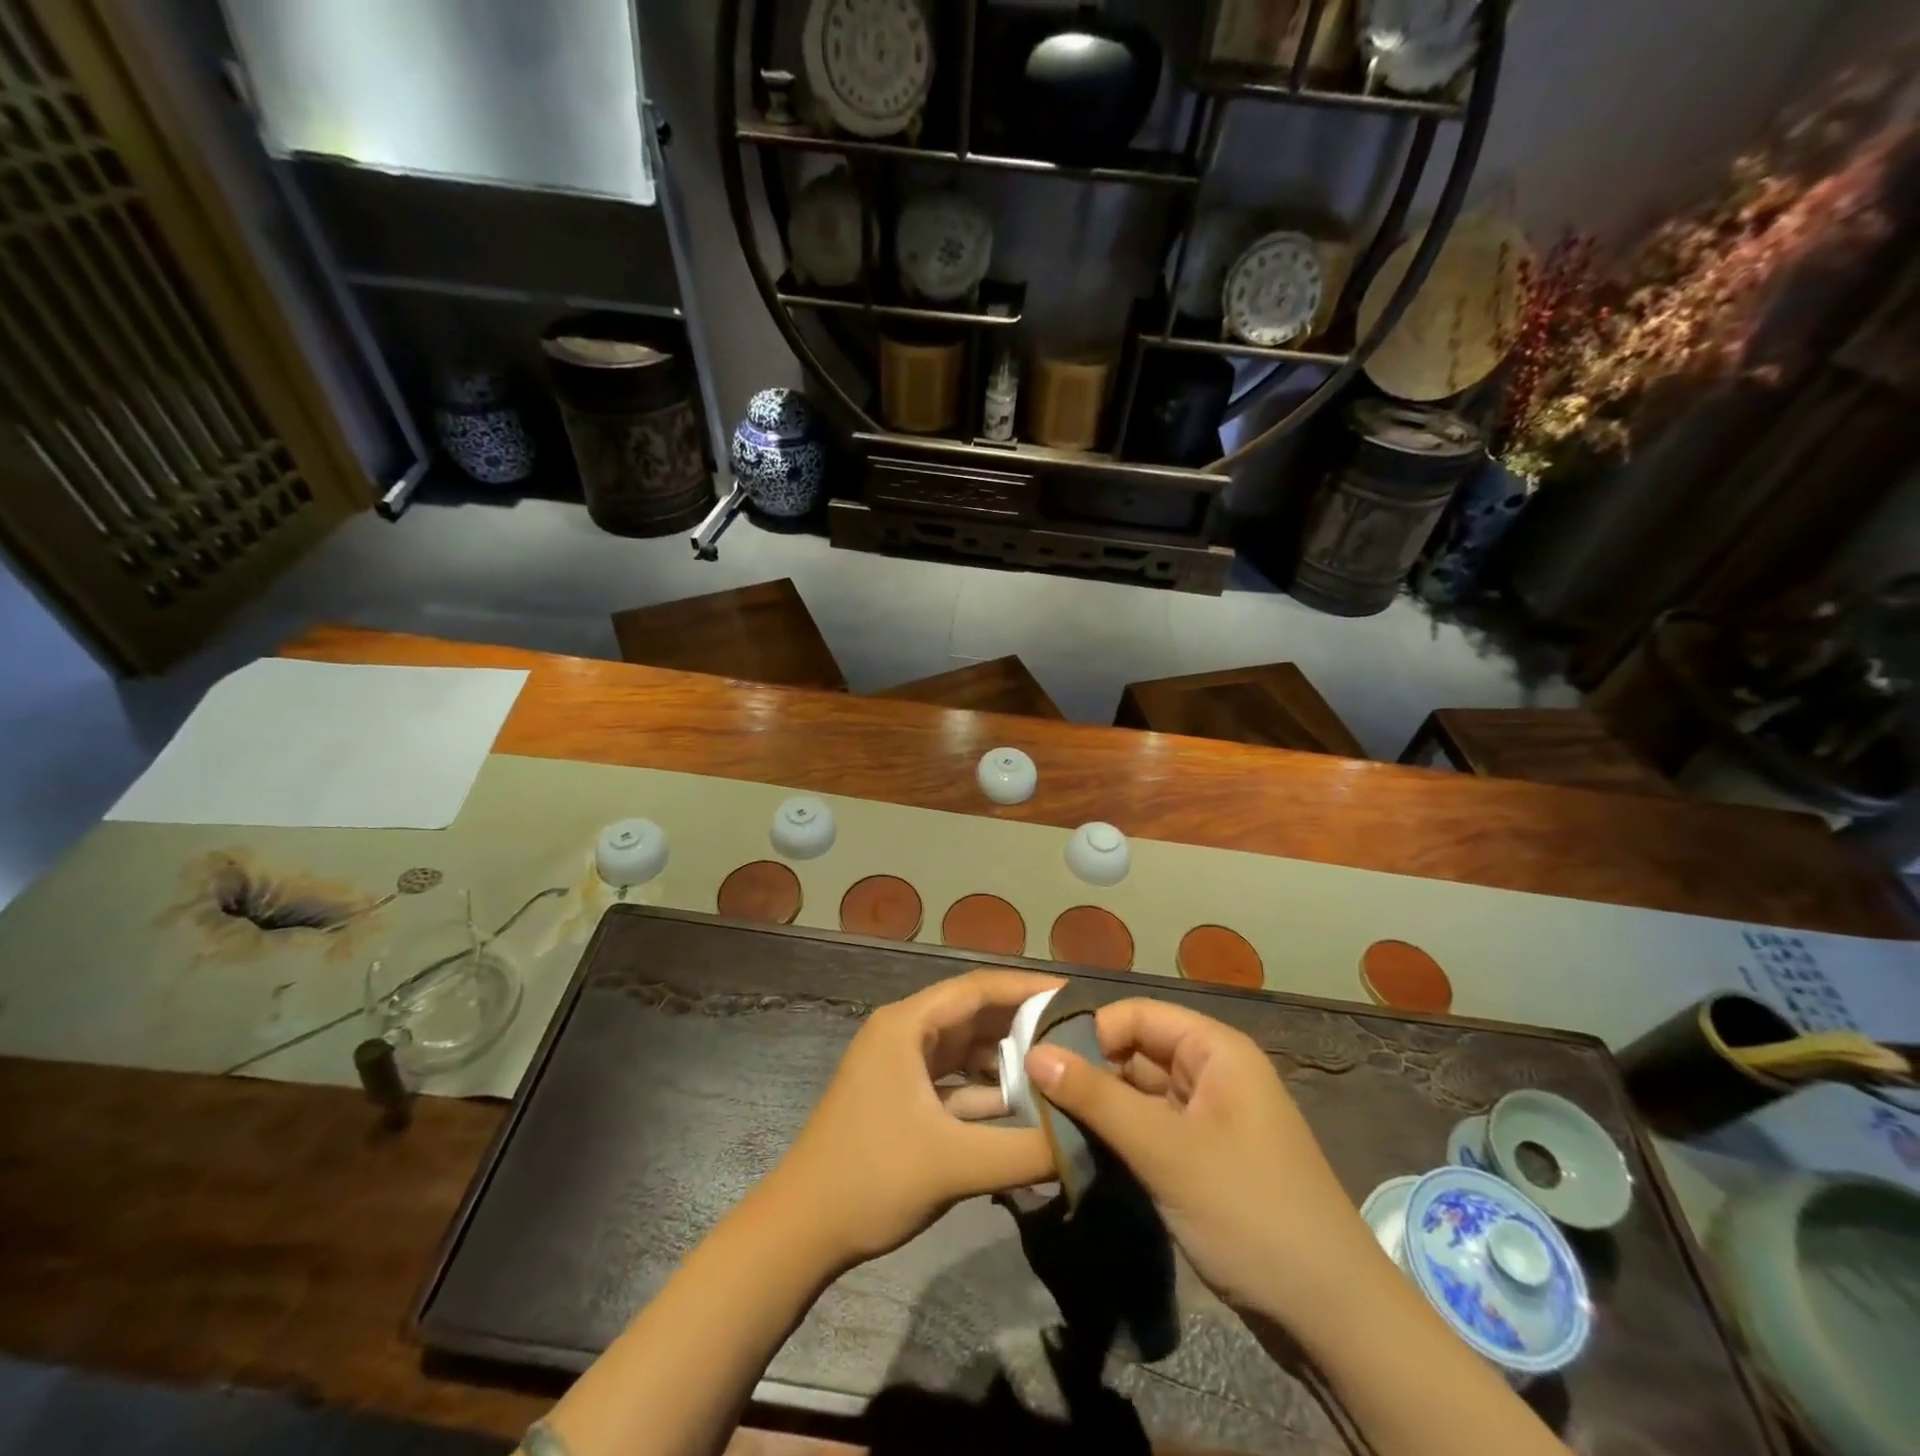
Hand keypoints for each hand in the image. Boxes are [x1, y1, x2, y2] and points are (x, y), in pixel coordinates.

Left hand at [762, 969, 1060, 1270]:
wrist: (799, 1232)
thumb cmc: (871, 1179)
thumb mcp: (955, 1164)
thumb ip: (1025, 1151)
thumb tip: (1088, 1140)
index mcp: (906, 1025)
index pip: (977, 988)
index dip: (1027, 988)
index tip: (1074, 997)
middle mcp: (903, 1033)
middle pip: (973, 1014)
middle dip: (1022, 1024)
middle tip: (1077, 1035)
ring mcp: (899, 1066)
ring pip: (964, 1048)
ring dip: (1006, 1059)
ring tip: (1059, 1068)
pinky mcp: (901, 1097)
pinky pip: (953, 1079)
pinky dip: (985, 1089)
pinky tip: (1023, 1107)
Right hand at [1025, 998, 1384, 1326]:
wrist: (1333, 1318)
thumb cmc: (1249, 1211)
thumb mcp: (1165, 1151)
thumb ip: (1097, 1099)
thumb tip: (1033, 1052)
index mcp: (1216, 1050)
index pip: (1138, 1014)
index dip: (1091, 1031)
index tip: (1042, 1062)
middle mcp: (1213, 1073)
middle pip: (1137, 1051)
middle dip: (1090, 1071)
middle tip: (1035, 1097)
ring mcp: (1210, 1118)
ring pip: (1140, 1093)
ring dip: (1101, 1107)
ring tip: (1047, 1123)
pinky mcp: (1204, 1158)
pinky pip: (1151, 1129)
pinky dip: (1120, 1136)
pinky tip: (1083, 1151)